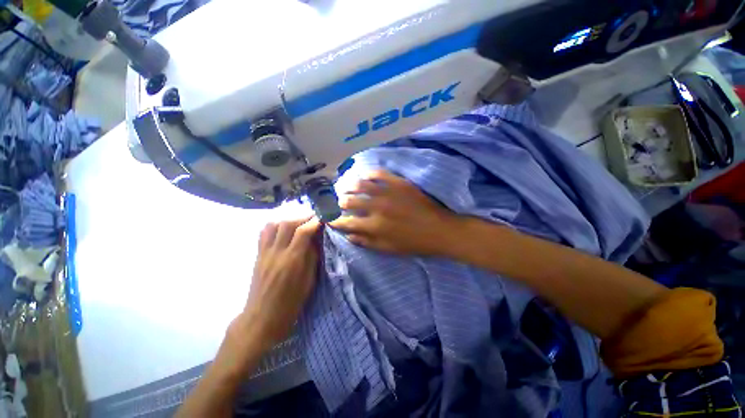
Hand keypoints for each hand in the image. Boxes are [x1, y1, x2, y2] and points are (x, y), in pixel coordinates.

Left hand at [239, 217, 321, 347]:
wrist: (262, 317)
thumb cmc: (291, 302)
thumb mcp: (309, 281)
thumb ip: (312, 257)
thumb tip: (316, 239)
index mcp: (292, 261)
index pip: (303, 232)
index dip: (314, 222)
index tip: (323, 218)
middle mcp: (277, 253)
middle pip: (287, 224)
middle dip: (303, 216)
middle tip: (313, 216)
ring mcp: (264, 253)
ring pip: (273, 225)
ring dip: (288, 218)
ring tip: (299, 220)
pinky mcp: (258, 255)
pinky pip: (264, 233)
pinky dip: (274, 225)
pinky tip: (282, 227)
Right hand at [330, 170, 461, 255]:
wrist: (439, 230)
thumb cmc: (414, 243)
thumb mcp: (388, 249)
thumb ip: (366, 242)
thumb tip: (348, 235)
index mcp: (374, 227)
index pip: (346, 222)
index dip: (334, 220)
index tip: (329, 218)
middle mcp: (377, 208)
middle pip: (349, 201)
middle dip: (339, 202)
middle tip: (338, 202)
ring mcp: (388, 193)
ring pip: (360, 184)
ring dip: (349, 185)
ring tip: (346, 187)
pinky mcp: (399, 183)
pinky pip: (379, 173)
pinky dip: (369, 173)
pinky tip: (365, 175)